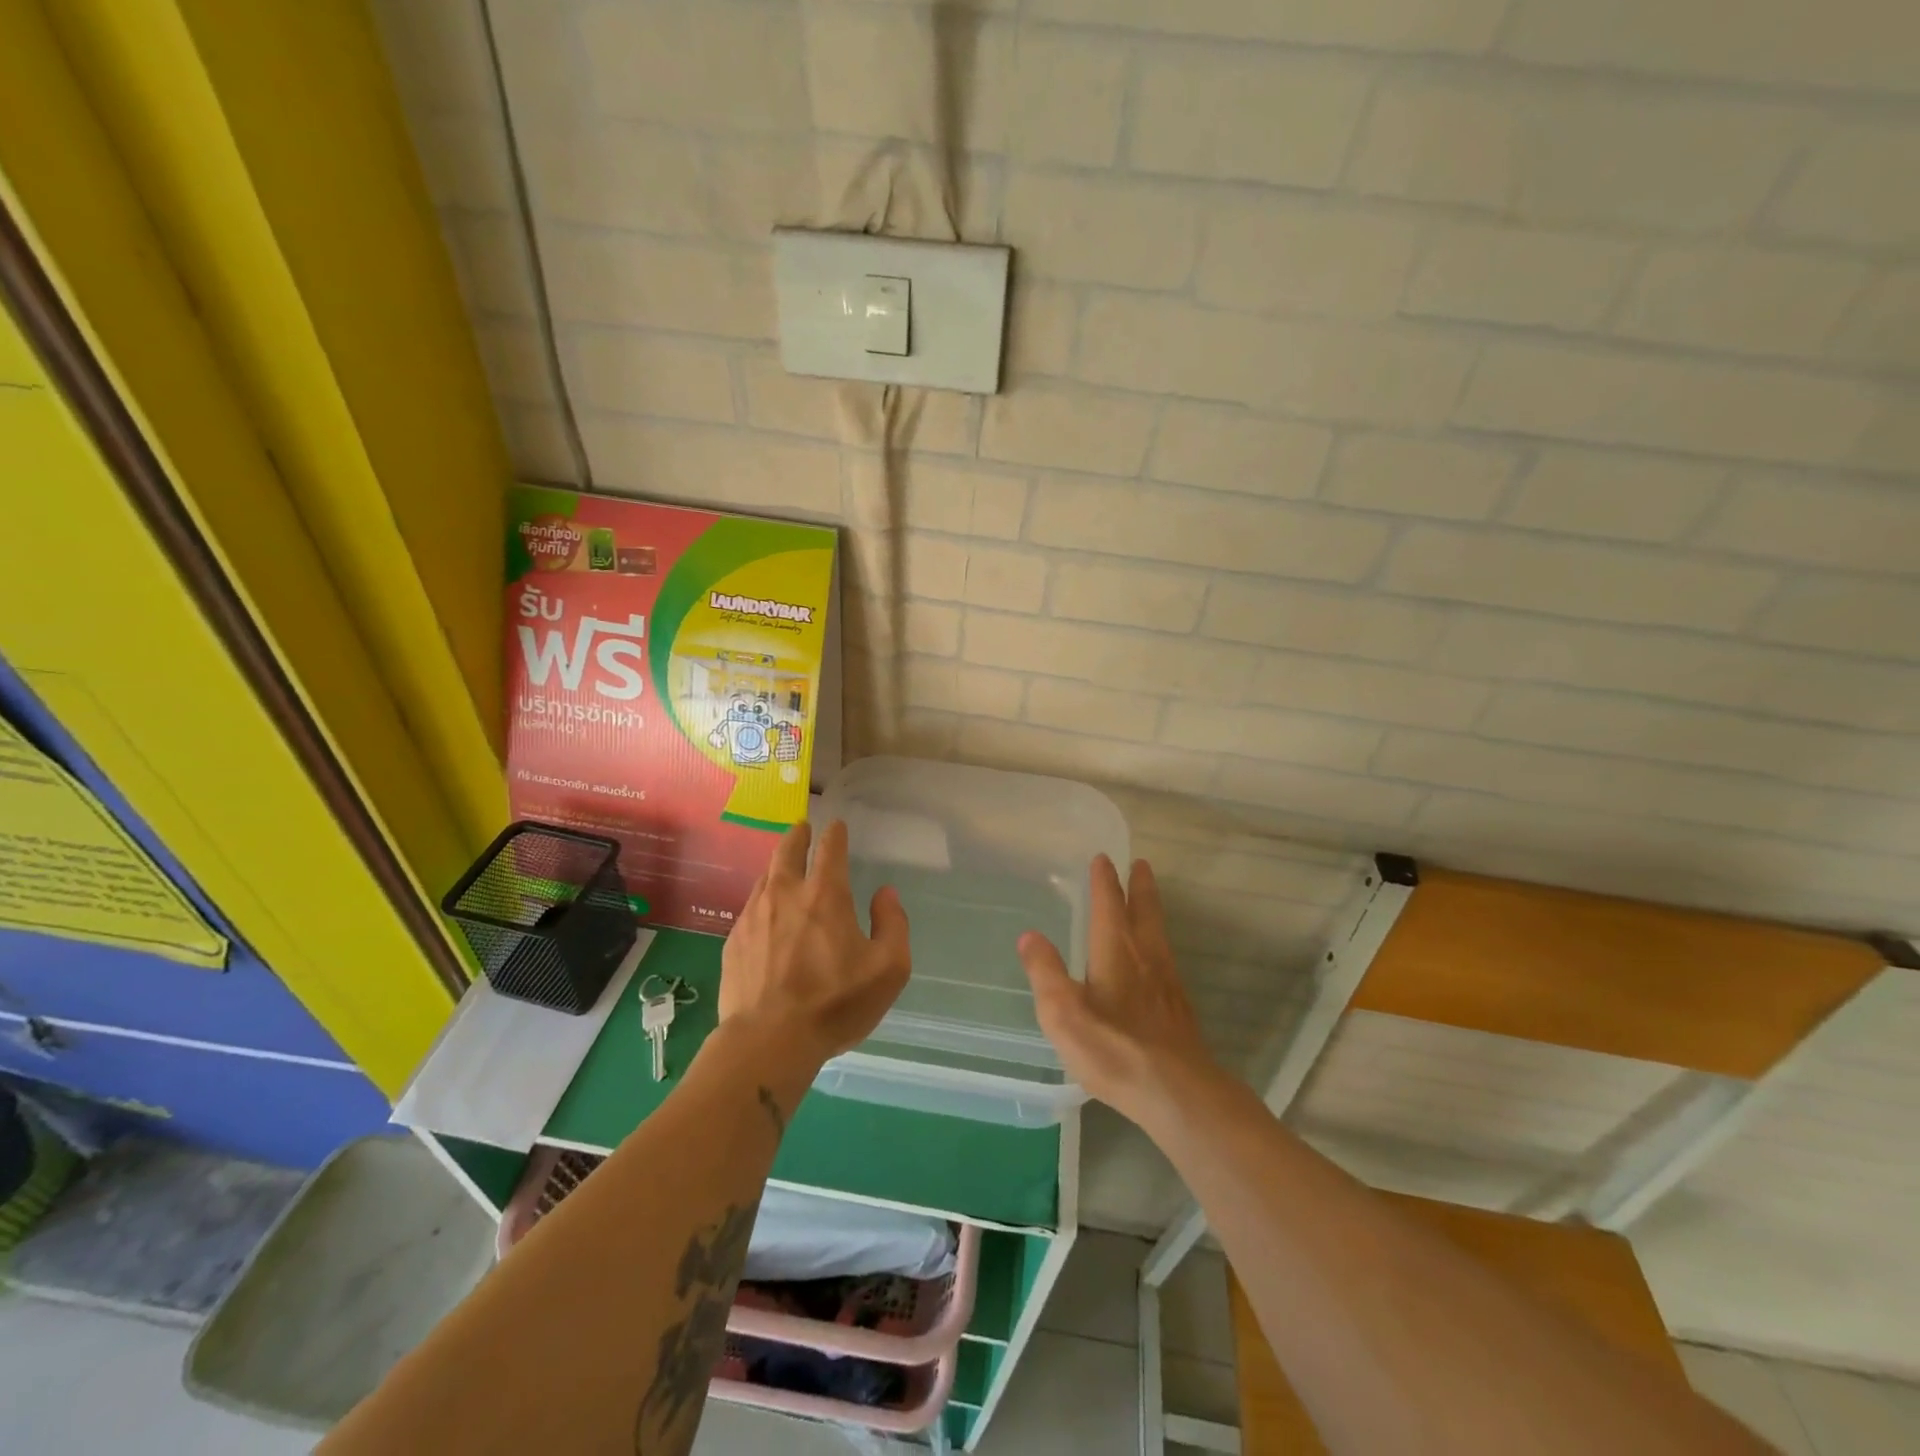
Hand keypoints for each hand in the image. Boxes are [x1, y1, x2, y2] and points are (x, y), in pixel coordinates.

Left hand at [719, 820, 910, 1067]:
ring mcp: (754, 916)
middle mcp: (786, 894)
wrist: (768, 1041)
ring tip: (784, 866)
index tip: (836, 825)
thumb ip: (893, 924)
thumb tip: (885, 894)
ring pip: (765, 876)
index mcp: (826, 895)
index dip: (835, 833)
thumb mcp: (888, 968)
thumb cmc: (835, 1003)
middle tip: (803, 828)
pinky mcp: (734, 941)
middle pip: (787, 850)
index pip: (830, 848)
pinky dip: (763, 899)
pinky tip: (766, 914)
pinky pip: (751, 907)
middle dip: (798, 835)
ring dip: (777, 865)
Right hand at [1018, 856, 1219, 1129]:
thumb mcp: (1063, 1012)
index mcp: (1115, 951)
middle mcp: (1145, 957)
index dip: (1104, 881)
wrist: (1176, 1091)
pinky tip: (1156, 960)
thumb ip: (1045, 972)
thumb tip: (1029, 935)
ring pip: (1159, 933)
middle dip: (1139, 886)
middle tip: (1140, 863)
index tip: (1103, 859)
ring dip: (1152, 909)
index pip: (1108, 905)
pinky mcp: (1178, 1007)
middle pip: (1144, 911)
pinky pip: (1166, 959)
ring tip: (1149, 898)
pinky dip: (1159, 942)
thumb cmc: (1113, 1048)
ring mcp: (1167, 982)